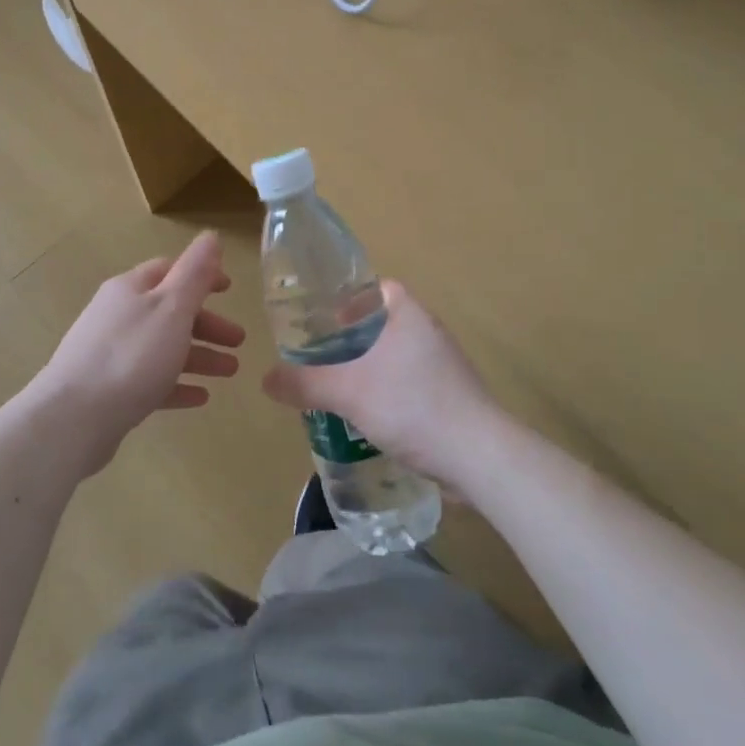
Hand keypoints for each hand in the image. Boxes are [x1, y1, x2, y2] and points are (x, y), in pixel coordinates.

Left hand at [34, 231, 245, 470]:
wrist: (74, 418)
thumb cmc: (132, 355)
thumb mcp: (172, 307)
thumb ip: (195, 273)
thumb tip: (211, 236)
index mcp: (131, 289)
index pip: (170, 270)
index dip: (202, 276)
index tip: (231, 290)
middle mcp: (118, 315)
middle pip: (169, 312)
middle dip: (207, 324)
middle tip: (240, 341)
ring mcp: (110, 353)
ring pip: (163, 347)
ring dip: (199, 355)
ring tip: (231, 372)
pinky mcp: (109, 390)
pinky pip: (150, 381)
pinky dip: (177, 384)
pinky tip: (200, 397)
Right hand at [261, 282, 502, 493]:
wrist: (478, 457)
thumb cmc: (411, 405)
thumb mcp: (347, 391)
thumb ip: (304, 383)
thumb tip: (266, 379)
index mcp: (409, 315)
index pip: (379, 288)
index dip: (350, 298)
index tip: (324, 318)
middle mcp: (429, 334)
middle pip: (383, 325)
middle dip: (351, 340)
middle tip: (319, 357)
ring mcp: (444, 368)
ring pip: (395, 358)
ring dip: (368, 371)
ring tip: (336, 389)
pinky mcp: (451, 400)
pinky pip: (409, 387)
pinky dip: (386, 396)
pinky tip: (365, 419)